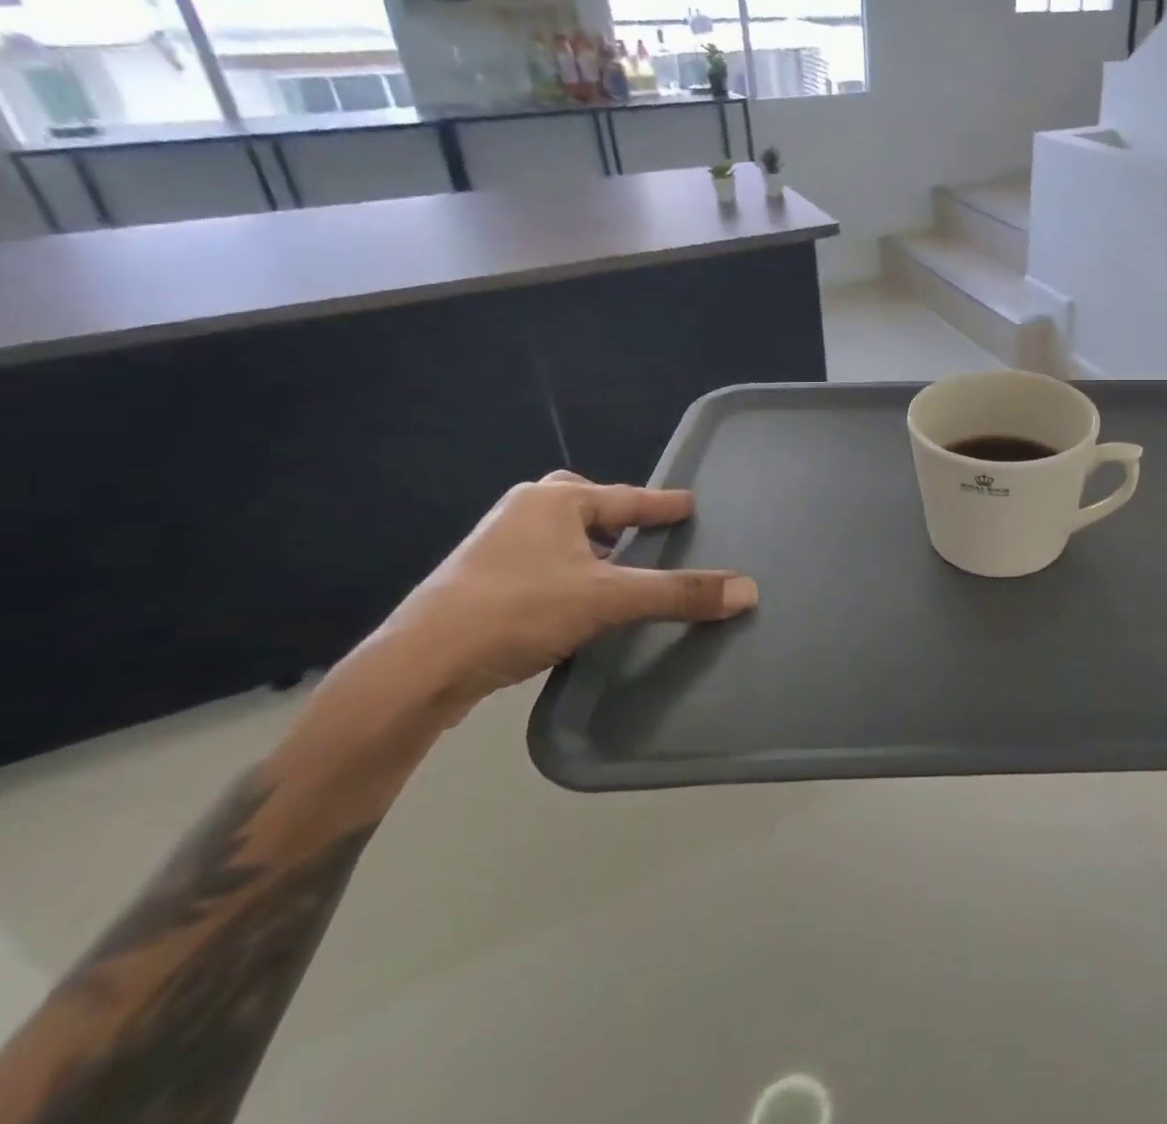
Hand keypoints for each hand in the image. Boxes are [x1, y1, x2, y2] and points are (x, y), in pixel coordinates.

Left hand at [334, 471, 756, 728]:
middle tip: (642, 530)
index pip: (626, 498)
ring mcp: (494, 546)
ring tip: (616, 567)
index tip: (689, 504)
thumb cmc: (519, 610)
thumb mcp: (609, 599)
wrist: (417, 668)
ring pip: (557, 535)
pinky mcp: (476, 581)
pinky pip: (539, 562)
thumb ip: (678, 593)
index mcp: (554, 501)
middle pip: (582, 504)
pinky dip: (565, 572)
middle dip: (613, 515)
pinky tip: (575, 600)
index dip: (662, 504)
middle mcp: (522, 512)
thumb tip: (748, 590)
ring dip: (588, 547)